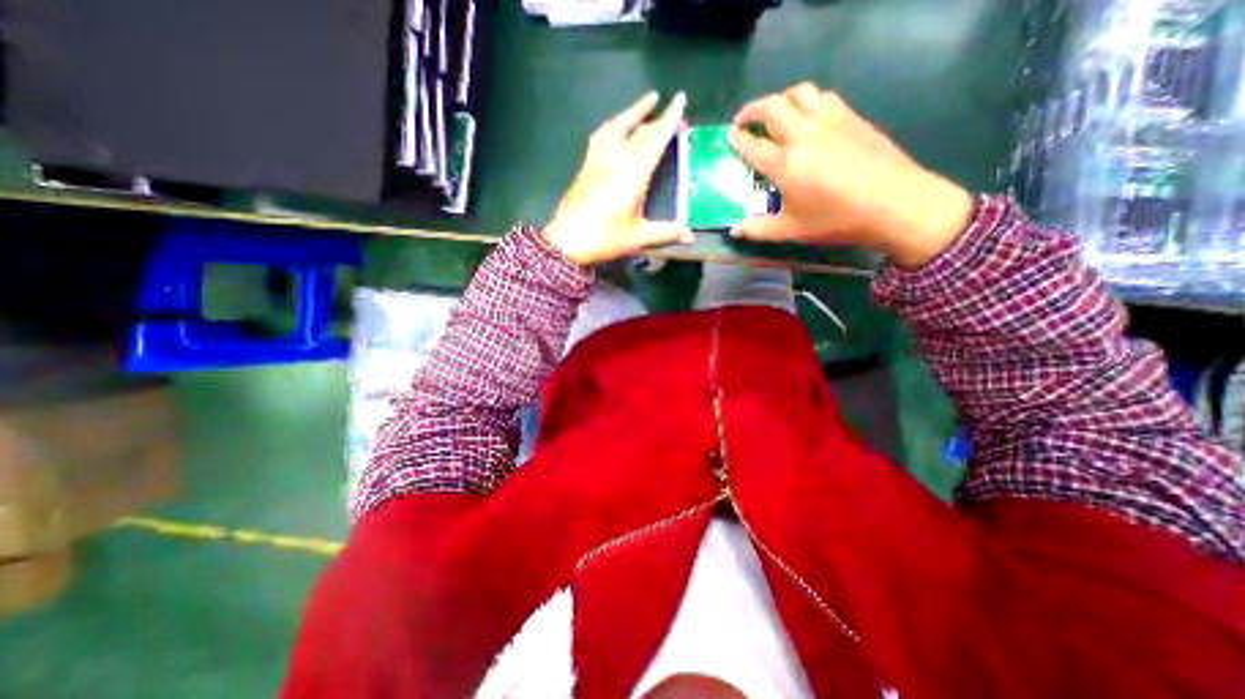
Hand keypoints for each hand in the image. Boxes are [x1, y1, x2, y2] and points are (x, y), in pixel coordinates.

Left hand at [543, 90, 696, 263]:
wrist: (567, 241)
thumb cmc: (605, 238)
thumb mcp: (638, 238)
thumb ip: (666, 233)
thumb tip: (690, 236)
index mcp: (632, 175)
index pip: (654, 141)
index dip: (669, 120)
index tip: (680, 99)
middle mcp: (615, 160)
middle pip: (638, 131)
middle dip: (657, 118)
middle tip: (671, 111)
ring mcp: (597, 160)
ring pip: (616, 126)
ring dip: (632, 112)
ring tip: (646, 103)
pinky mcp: (586, 166)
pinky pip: (600, 136)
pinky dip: (612, 125)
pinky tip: (614, 126)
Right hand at [726, 83, 978, 268]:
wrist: (895, 203)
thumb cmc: (837, 220)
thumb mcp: (792, 230)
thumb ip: (759, 229)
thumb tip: (734, 230)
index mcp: (785, 164)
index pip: (752, 144)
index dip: (737, 139)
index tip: (729, 137)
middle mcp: (803, 134)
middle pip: (771, 107)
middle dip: (751, 110)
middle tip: (744, 121)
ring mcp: (829, 120)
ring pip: (798, 92)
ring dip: (780, 99)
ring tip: (775, 115)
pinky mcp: (850, 116)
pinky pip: (823, 96)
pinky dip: (807, 101)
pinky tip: (808, 117)